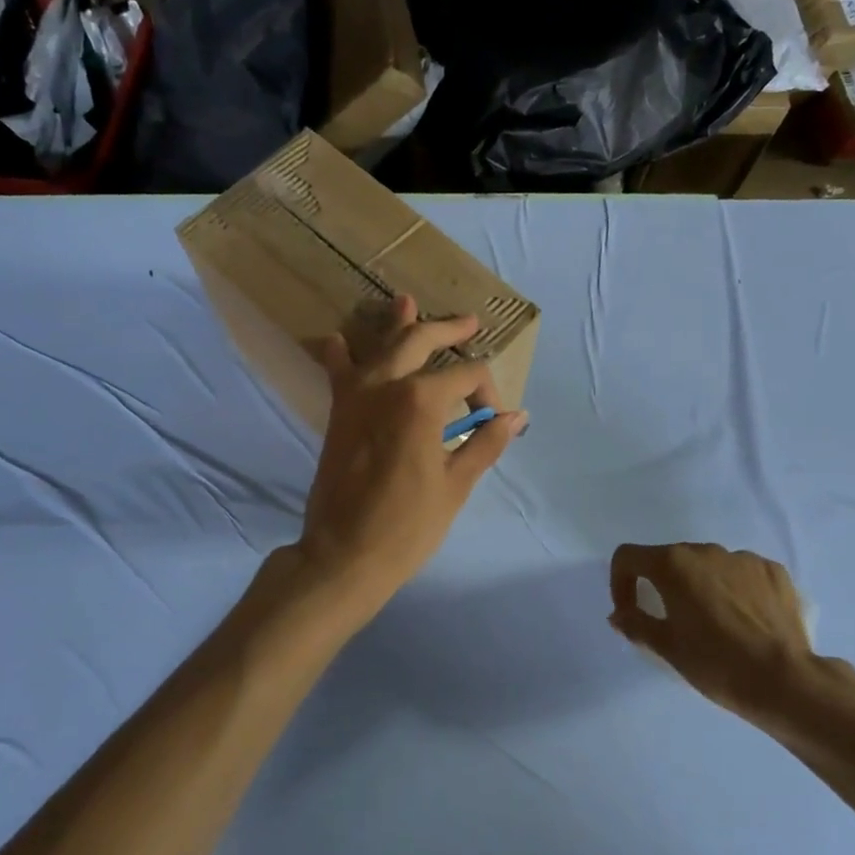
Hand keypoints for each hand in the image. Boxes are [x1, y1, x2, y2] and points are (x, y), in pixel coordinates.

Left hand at [297, 295, 527, 611]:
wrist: (345, 553)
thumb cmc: (408, 524)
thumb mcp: (456, 484)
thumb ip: (485, 442)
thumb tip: (516, 416)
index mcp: (422, 400)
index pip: (466, 376)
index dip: (487, 392)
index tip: (492, 419)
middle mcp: (386, 385)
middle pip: (420, 341)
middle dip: (448, 329)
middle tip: (468, 322)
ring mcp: (356, 395)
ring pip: (379, 347)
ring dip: (396, 324)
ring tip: (405, 301)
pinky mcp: (338, 412)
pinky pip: (339, 372)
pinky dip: (340, 354)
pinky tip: (338, 340)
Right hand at [609, 543, 814, 726]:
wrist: (785, 681)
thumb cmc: (716, 663)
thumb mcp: (667, 647)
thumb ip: (636, 623)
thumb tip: (619, 614)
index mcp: (673, 564)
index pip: (628, 557)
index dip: (620, 582)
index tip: (630, 611)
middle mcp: (705, 551)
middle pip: (670, 559)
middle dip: (663, 585)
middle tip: (673, 621)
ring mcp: (743, 558)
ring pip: (709, 566)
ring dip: (701, 586)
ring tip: (715, 623)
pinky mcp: (773, 571)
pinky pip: (742, 573)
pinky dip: (735, 589)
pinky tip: (745, 620)